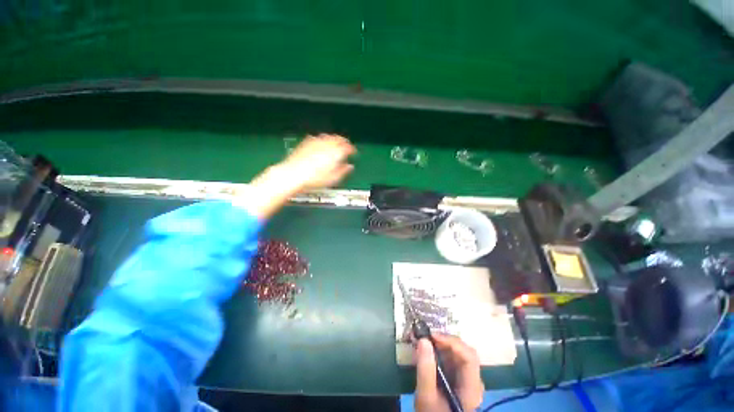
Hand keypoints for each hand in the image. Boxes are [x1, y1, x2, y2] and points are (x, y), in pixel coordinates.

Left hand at [280, 134, 355, 190]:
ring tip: (335, 144)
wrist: (293, 175)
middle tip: (346, 146)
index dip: (351, 149)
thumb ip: (343, 171)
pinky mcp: (306, 142)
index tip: (352, 152)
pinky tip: (321, 143)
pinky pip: (317, 137)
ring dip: (334, 139)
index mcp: (335, 152)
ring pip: (328, 136)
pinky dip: (322, 139)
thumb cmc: (314, 178)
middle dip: (343, 142)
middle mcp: (326, 144)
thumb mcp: (333, 178)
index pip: (347, 147)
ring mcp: (316, 142)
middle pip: (338, 138)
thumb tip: (349, 167)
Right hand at [415, 334, 484, 411]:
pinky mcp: (460, 379)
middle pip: (465, 352)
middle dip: (446, 341)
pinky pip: (454, 359)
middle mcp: (474, 381)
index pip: (469, 357)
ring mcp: (468, 380)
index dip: (452, 342)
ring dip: (442, 344)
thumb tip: (423, 340)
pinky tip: (429, 352)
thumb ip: (425, 370)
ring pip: (459, 354)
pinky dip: (441, 351)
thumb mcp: (426, 396)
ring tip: (425, 342)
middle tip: (426, 337)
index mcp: (472, 388)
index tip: (432, 336)